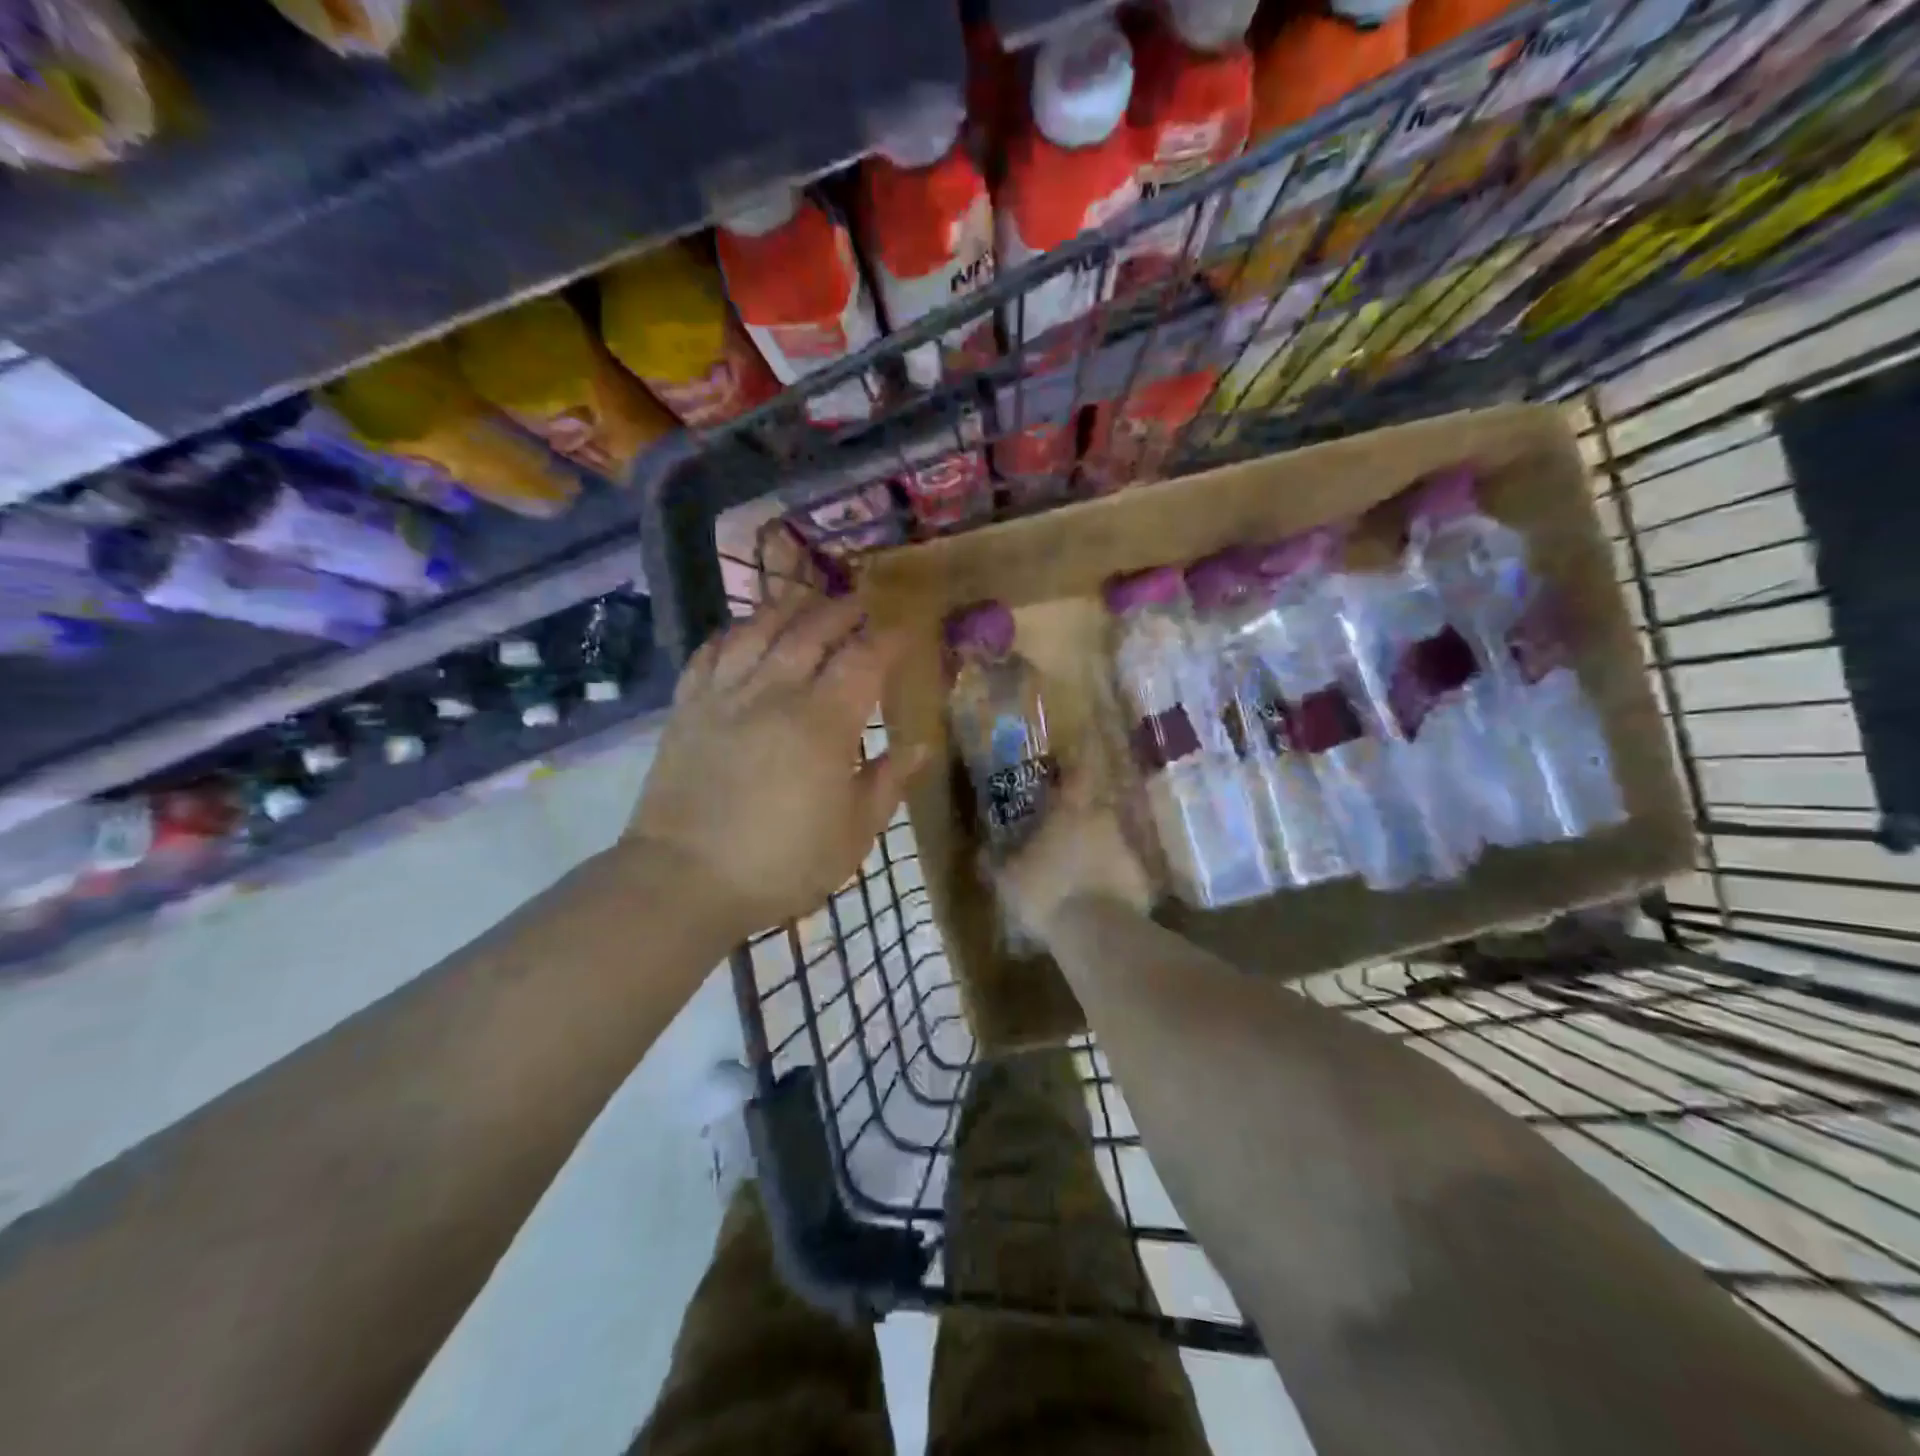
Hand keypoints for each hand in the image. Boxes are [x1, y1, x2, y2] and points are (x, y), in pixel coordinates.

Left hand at [629, 589, 924, 942]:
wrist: (684, 879)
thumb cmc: (781, 863)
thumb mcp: (852, 834)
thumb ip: (887, 783)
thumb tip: (919, 746)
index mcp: (823, 723)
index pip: (863, 660)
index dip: (887, 640)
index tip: (904, 632)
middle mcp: (774, 693)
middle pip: (811, 631)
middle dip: (842, 612)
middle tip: (860, 605)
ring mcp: (725, 695)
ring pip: (759, 630)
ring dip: (788, 609)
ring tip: (806, 602)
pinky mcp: (687, 707)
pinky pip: (711, 652)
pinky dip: (732, 633)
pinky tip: (743, 632)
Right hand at [993, 771, 1153, 943]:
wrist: (1097, 932)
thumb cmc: (1046, 891)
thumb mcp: (1007, 879)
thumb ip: (995, 861)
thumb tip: (982, 851)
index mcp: (1070, 811)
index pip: (1076, 775)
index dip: (1071, 769)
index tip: (1063, 770)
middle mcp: (1102, 821)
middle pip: (1093, 810)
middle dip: (1078, 819)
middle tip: (1060, 834)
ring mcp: (1126, 850)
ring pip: (1107, 842)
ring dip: (1094, 852)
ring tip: (1075, 873)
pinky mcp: (1141, 881)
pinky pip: (1120, 874)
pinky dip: (1108, 881)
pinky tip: (1093, 901)